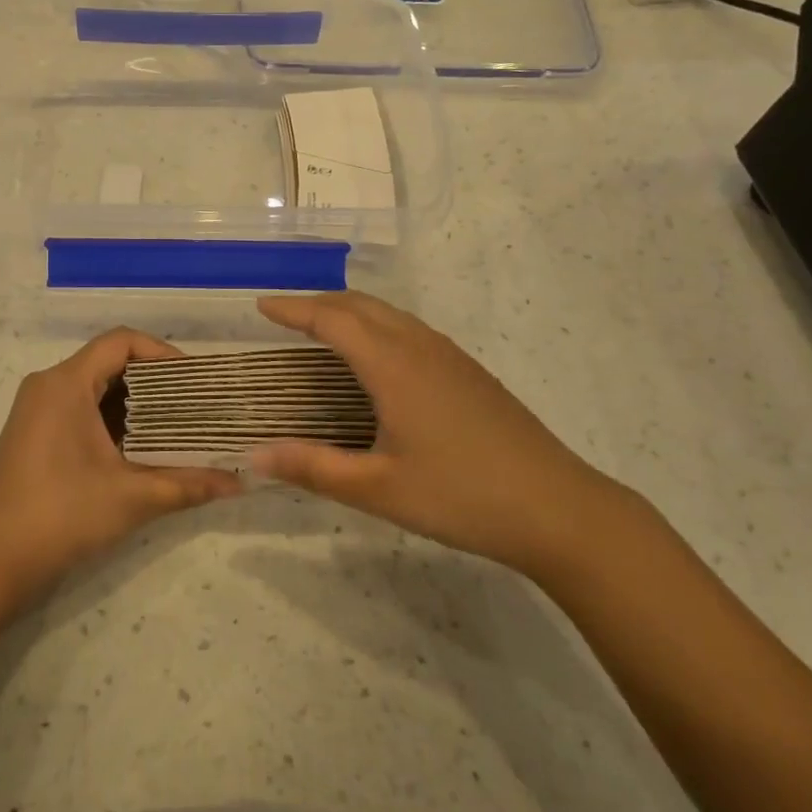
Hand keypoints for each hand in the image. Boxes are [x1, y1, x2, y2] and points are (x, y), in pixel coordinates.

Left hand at [0, 329, 241, 612]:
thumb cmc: (61, 515)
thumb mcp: (132, 497)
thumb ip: (188, 484)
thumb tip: (240, 482)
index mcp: (66, 383)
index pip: (121, 342)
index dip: (162, 353)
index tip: (193, 382)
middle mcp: (48, 384)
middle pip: (110, 361)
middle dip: (155, 380)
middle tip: (194, 404)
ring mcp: (37, 408)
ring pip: (95, 386)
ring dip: (135, 401)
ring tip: (176, 425)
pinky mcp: (34, 431)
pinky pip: (80, 406)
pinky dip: (113, 417)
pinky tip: (141, 446)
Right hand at [249, 291, 628, 577]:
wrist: (559, 508)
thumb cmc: (460, 496)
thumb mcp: (377, 489)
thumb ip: (312, 468)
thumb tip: (253, 455)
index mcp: (393, 366)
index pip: (332, 320)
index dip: (293, 309)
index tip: (261, 306)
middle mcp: (421, 347)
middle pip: (362, 305)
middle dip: (319, 303)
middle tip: (286, 317)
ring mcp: (451, 357)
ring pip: (390, 314)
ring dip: (351, 312)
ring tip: (324, 331)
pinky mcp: (470, 372)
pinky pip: (411, 330)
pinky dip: (378, 327)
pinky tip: (378, 360)